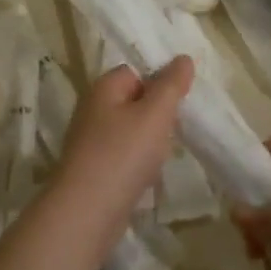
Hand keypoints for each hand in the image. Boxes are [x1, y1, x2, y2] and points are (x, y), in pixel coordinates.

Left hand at [53, 57, 193, 218]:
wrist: (87, 211)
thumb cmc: (123, 154)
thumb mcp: (155, 114)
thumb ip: (171, 85)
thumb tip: (183, 58)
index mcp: (103, 89)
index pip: (135, 71)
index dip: (160, 81)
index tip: (181, 98)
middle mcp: (92, 110)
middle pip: (133, 101)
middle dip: (157, 113)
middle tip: (177, 126)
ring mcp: (90, 142)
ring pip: (130, 131)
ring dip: (150, 141)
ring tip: (164, 154)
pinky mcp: (94, 169)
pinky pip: (123, 156)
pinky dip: (139, 163)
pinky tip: (149, 175)